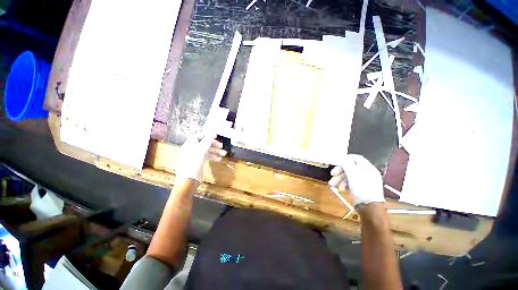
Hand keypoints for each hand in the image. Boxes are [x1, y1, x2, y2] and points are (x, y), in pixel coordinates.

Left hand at [174, 133, 226, 183]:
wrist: (188, 180)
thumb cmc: (193, 163)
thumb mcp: (201, 150)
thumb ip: (207, 141)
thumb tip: (213, 132)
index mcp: (190, 144)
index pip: (199, 136)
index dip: (207, 135)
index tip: (216, 136)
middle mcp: (192, 149)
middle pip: (204, 143)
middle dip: (214, 144)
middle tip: (221, 146)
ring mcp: (196, 156)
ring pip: (207, 151)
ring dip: (216, 151)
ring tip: (224, 153)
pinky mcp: (199, 162)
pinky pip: (207, 157)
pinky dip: (213, 157)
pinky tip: (219, 159)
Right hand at [328, 154, 383, 206]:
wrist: (369, 208)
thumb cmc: (362, 189)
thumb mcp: (353, 174)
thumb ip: (347, 164)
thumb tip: (342, 156)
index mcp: (368, 168)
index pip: (356, 158)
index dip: (346, 158)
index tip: (336, 162)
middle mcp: (366, 173)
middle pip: (350, 167)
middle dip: (340, 171)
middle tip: (332, 175)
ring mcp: (364, 181)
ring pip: (349, 176)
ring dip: (340, 179)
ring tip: (333, 185)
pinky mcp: (361, 188)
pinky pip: (351, 182)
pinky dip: (344, 184)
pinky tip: (341, 188)